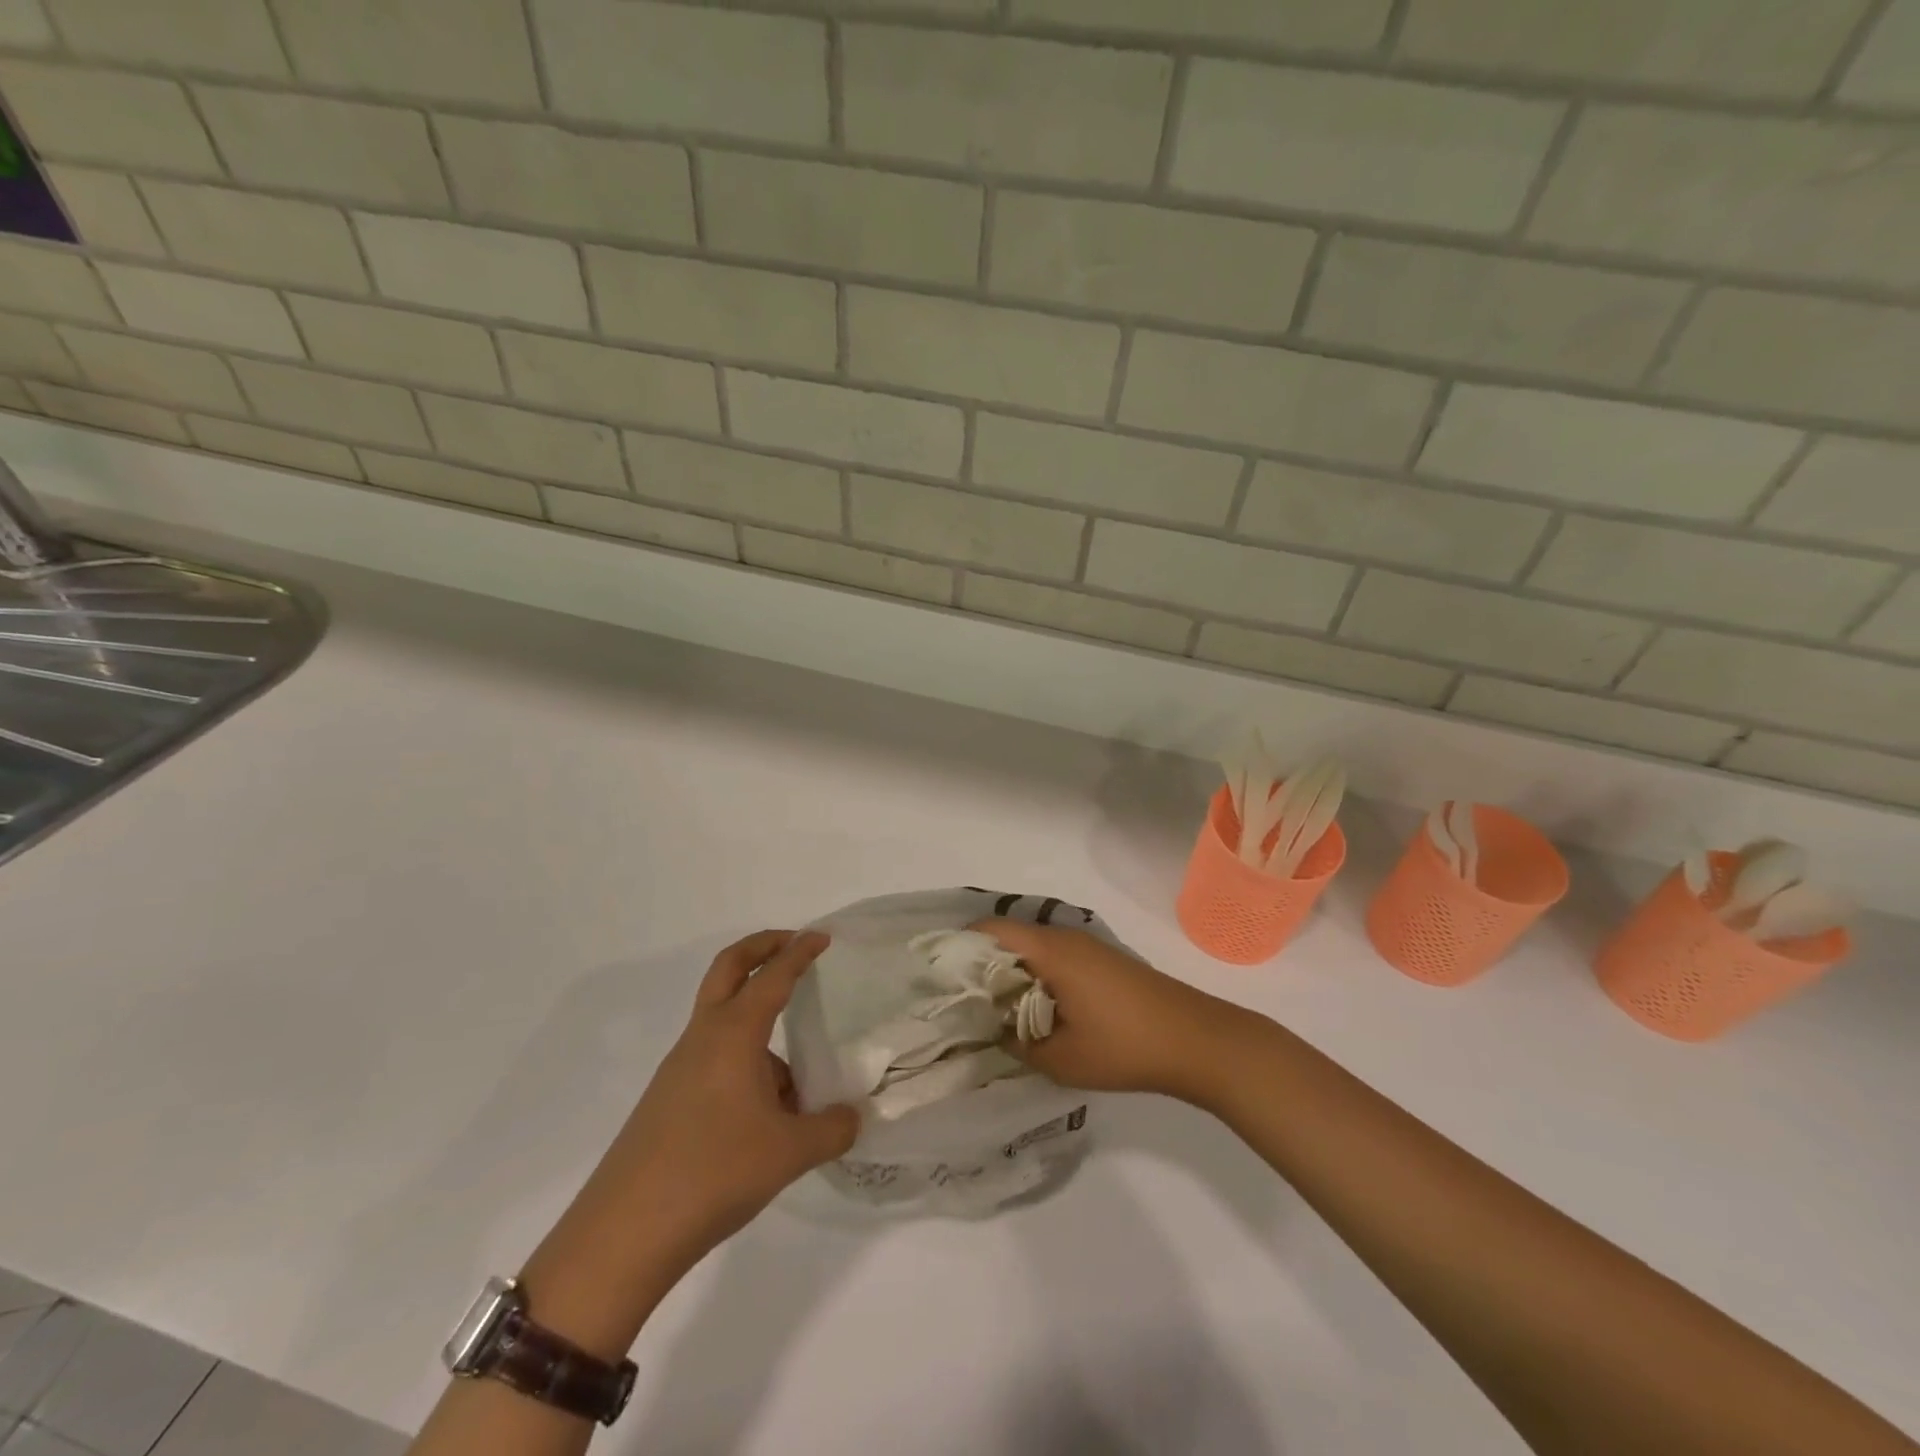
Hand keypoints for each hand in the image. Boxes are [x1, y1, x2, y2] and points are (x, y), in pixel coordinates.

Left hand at [575, 930, 859, 1272]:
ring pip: (723, 1021)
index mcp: (733, 1034)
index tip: (823, 937)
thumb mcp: (790, 1153)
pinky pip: (715, 1060)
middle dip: (761, 947)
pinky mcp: (668, 1099)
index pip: (772, 976)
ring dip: (757, 1021)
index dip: (800, 952)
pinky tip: (767, 1116)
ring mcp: (679, 1068)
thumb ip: (832, 1129)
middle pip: (728, 969)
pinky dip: (745, 1063)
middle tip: (793, 945)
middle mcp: (703, 1039)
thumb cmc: (713, 1173)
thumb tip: (853, 1117)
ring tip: (798, 1079)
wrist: (624, 1234)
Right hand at [971, 920, 1249, 1103]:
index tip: (938, 977)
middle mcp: (1065, 938)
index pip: (990, 930)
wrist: (1197, 1040)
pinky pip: (1055, 960)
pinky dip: (1036, 978)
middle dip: (981, 966)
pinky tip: (1034, 1012)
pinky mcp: (1103, 963)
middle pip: (1009, 938)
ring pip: (1033, 950)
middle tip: (960, 1001)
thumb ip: (1016, 1042)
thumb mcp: (1060, 1058)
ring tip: (992, 1011)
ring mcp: (1087, 948)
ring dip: (1011, 974)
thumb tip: (993, 1029)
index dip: (960, 947)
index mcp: (1050, 951)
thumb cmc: (1124, 1046)